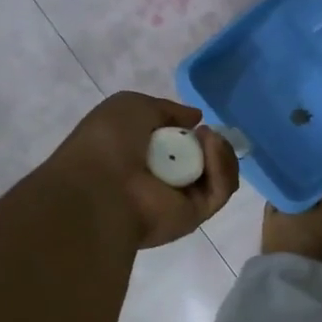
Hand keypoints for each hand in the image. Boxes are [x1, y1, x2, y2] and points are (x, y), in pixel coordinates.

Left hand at [47, 93, 239, 249]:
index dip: (192, 133)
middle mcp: (163, 181)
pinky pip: (219, 190)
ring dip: (220, 152)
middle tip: (207, 132)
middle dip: (213, 143)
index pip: (180, 148)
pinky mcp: (196, 216)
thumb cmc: (107, 142)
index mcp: (143, 159)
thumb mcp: (132, 106)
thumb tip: (196, 118)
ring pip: (218, 176)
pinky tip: (211, 147)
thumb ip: (167, 109)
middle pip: (206, 162)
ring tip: (209, 137)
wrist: (100, 186)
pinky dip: (221, 167)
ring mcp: (181, 200)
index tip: (196, 123)